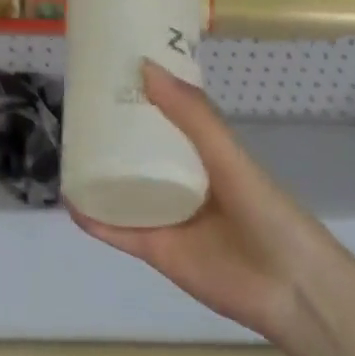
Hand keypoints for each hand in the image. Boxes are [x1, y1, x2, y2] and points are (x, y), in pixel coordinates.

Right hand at [69, 61, 324, 341]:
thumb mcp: (229, 156)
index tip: (109, 71)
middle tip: (76, 107)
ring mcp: (166, 216)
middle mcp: (181, 182)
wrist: (288, 287)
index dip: (141, 97)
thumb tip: (146, 67)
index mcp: (204, 155)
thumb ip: (192, 115)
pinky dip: (92, 217)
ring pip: (122, 190)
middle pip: (138, 154)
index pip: (166, 119)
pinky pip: (116, 230)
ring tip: (66, 148)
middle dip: (110, 134)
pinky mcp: (154, 249)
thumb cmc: (266, 212)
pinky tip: (70, 200)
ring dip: (95, 174)